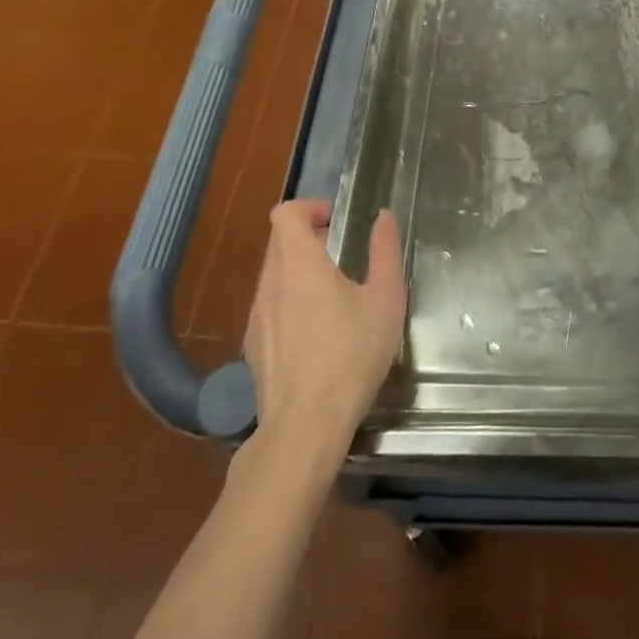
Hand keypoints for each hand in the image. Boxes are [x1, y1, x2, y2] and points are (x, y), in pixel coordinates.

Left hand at [243, 199, 406, 458]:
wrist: (303, 430)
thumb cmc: (350, 356)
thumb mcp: (385, 299)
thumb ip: (385, 251)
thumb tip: (383, 217)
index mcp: (298, 263)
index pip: (285, 213)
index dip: (310, 207)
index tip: (336, 222)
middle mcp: (270, 283)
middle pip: (279, 241)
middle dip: (309, 238)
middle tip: (342, 256)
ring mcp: (256, 318)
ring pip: (273, 275)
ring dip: (299, 271)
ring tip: (333, 296)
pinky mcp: (253, 349)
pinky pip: (270, 307)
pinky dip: (289, 303)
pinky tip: (317, 334)